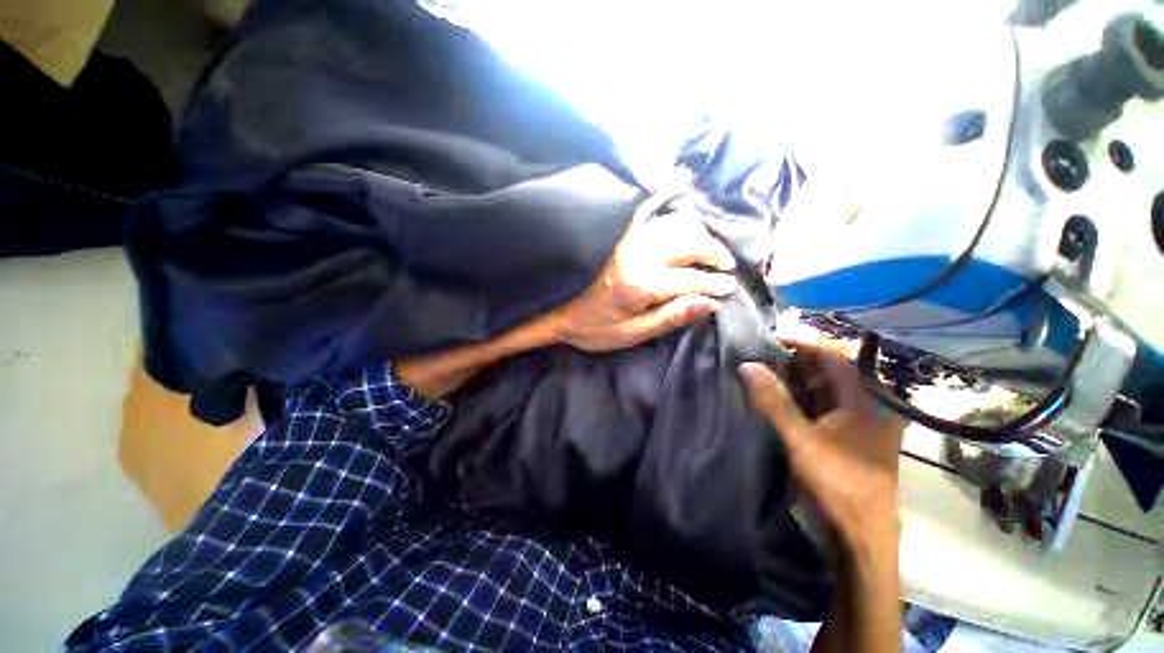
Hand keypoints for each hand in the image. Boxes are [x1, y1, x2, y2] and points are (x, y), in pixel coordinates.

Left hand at [550, 214, 737, 352]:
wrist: (560, 312)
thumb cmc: (595, 328)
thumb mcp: (632, 334)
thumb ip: (670, 318)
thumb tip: (709, 304)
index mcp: (639, 284)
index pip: (689, 279)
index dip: (713, 283)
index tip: (729, 288)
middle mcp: (637, 255)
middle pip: (687, 242)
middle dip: (713, 252)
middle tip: (726, 266)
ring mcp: (628, 240)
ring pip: (675, 225)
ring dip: (698, 235)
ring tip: (708, 251)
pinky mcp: (621, 236)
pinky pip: (653, 215)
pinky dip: (673, 213)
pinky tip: (684, 211)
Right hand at [739, 336, 906, 551]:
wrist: (862, 534)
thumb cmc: (837, 483)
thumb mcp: (800, 439)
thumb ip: (773, 401)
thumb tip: (747, 365)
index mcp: (868, 398)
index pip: (833, 354)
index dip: (800, 343)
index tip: (768, 340)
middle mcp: (871, 401)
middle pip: (831, 367)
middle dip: (794, 361)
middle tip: (760, 357)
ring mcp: (863, 416)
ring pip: (827, 384)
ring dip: (796, 378)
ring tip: (764, 372)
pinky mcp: (853, 429)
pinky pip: (826, 401)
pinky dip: (803, 395)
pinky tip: (780, 395)